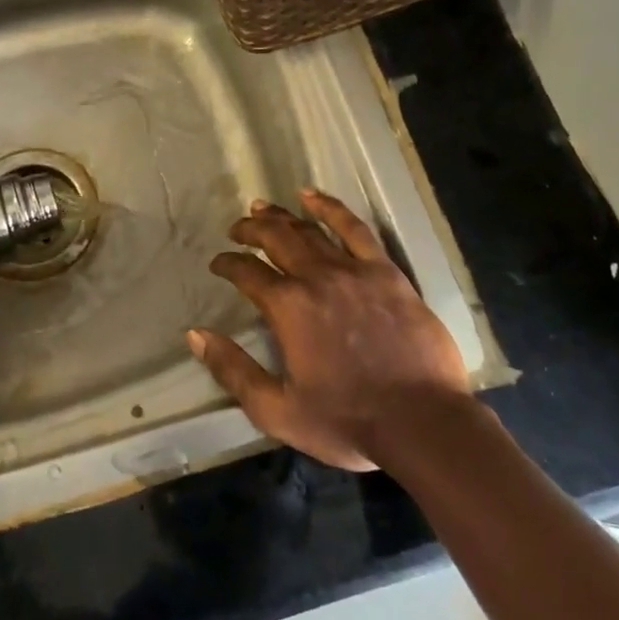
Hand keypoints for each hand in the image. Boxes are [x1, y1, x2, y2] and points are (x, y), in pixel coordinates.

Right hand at [188, 189, 472, 471]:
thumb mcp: (276, 410)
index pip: (246, 272)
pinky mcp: (387, 273)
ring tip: (264, 207)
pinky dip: (331, 208)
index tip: (218, 264)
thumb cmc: (346, 421)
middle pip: (276, 239)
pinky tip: (313, 196)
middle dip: (250, 230)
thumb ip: (233, 371)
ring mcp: (354, 270)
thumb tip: (196, 335)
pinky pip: (355, 229)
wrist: (422, 422)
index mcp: (287, 308)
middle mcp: (316, 278)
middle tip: (236, 229)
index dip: (228, 264)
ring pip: (310, 231)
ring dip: (282, 216)